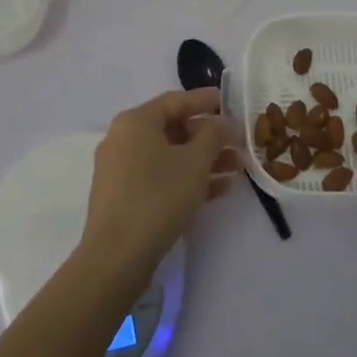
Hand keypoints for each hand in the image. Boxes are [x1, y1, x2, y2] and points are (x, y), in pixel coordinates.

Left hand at [81, 89, 241, 285]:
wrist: (117, 257)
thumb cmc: (158, 196)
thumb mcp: (195, 161)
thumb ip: (214, 134)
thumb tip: (224, 122)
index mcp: (135, 122)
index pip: (176, 100)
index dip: (206, 100)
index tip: (231, 102)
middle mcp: (124, 139)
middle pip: (174, 129)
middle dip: (210, 137)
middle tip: (240, 143)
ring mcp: (122, 170)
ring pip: (170, 156)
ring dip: (204, 160)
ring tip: (238, 169)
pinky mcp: (125, 197)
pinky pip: (161, 177)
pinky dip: (188, 179)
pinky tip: (219, 190)